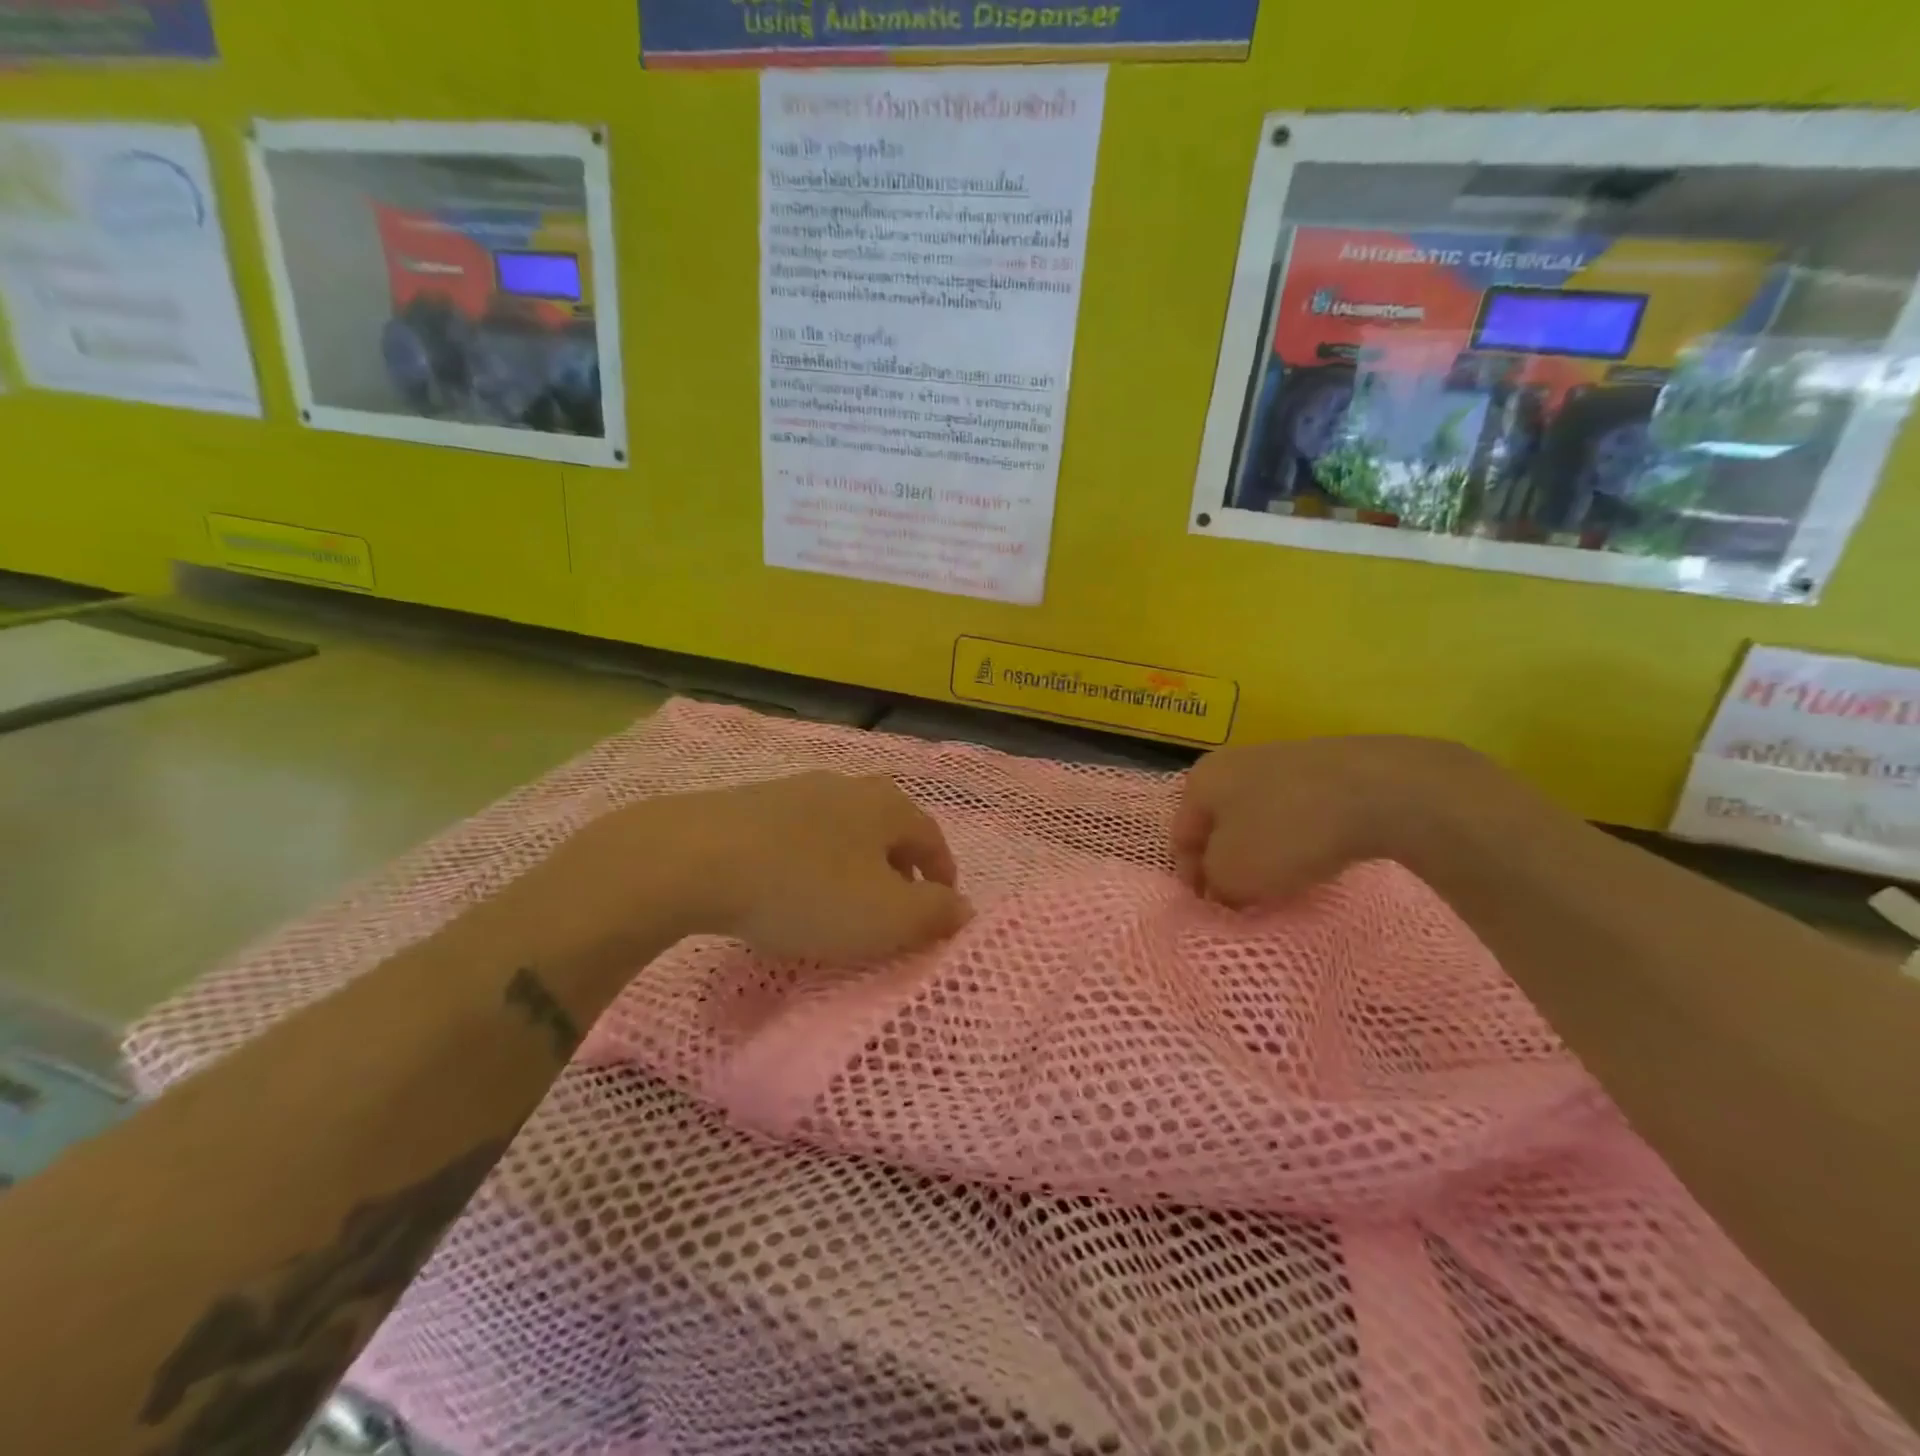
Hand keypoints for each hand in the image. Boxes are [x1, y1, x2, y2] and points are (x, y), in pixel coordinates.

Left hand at [669, 771, 970, 959]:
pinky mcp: (752, 803)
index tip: (941, 908)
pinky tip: (791, 888)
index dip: (942, 876)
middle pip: (887, 829)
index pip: (933, 838)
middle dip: (898, 868)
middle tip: (895, 908)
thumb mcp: (885, 917)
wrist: (697, 857)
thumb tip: (965, 909)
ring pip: (842, 830)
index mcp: (887, 806)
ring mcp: (796, 789)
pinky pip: (800, 835)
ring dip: (853, 864)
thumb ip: (934, 914)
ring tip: (842, 902)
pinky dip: (811, 861)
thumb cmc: (807, 889)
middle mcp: (847, 786)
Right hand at [1172, 735, 1505, 905]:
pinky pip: (1298, 814)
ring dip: (1264, 855)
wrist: (1378, 789)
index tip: (1210, 912)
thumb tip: (1223, 887)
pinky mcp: (1325, 770)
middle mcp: (1235, 764)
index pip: (1180, 837)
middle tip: (1244, 902)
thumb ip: (1215, 885)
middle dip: (1228, 865)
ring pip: (1260, 820)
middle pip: (1220, 826)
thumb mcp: (1233, 874)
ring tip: (1284, 886)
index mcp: (1202, 781)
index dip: (1189, 879)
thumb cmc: (1286, 832)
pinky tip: (1319, 860)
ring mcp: (1282, 761)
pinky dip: (1300, 841)